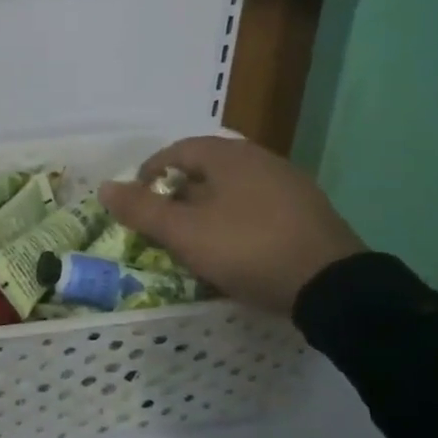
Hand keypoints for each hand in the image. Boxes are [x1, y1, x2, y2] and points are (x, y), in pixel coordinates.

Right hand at [97, 136, 364, 315]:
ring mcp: (289, 182)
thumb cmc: (248, 249)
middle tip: (165, 225)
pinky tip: (238, 248)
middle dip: (179, 194)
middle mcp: (259, 158)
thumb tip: (104, 187)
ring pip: (233, 188)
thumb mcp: (185, 233)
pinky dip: (238, 219)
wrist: (333, 285)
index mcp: (227, 155)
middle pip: (206, 168)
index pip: (176, 151)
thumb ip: (142, 210)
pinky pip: (259, 205)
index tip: (139, 204)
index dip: (150, 175)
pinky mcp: (308, 210)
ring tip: (198, 239)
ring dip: (209, 208)